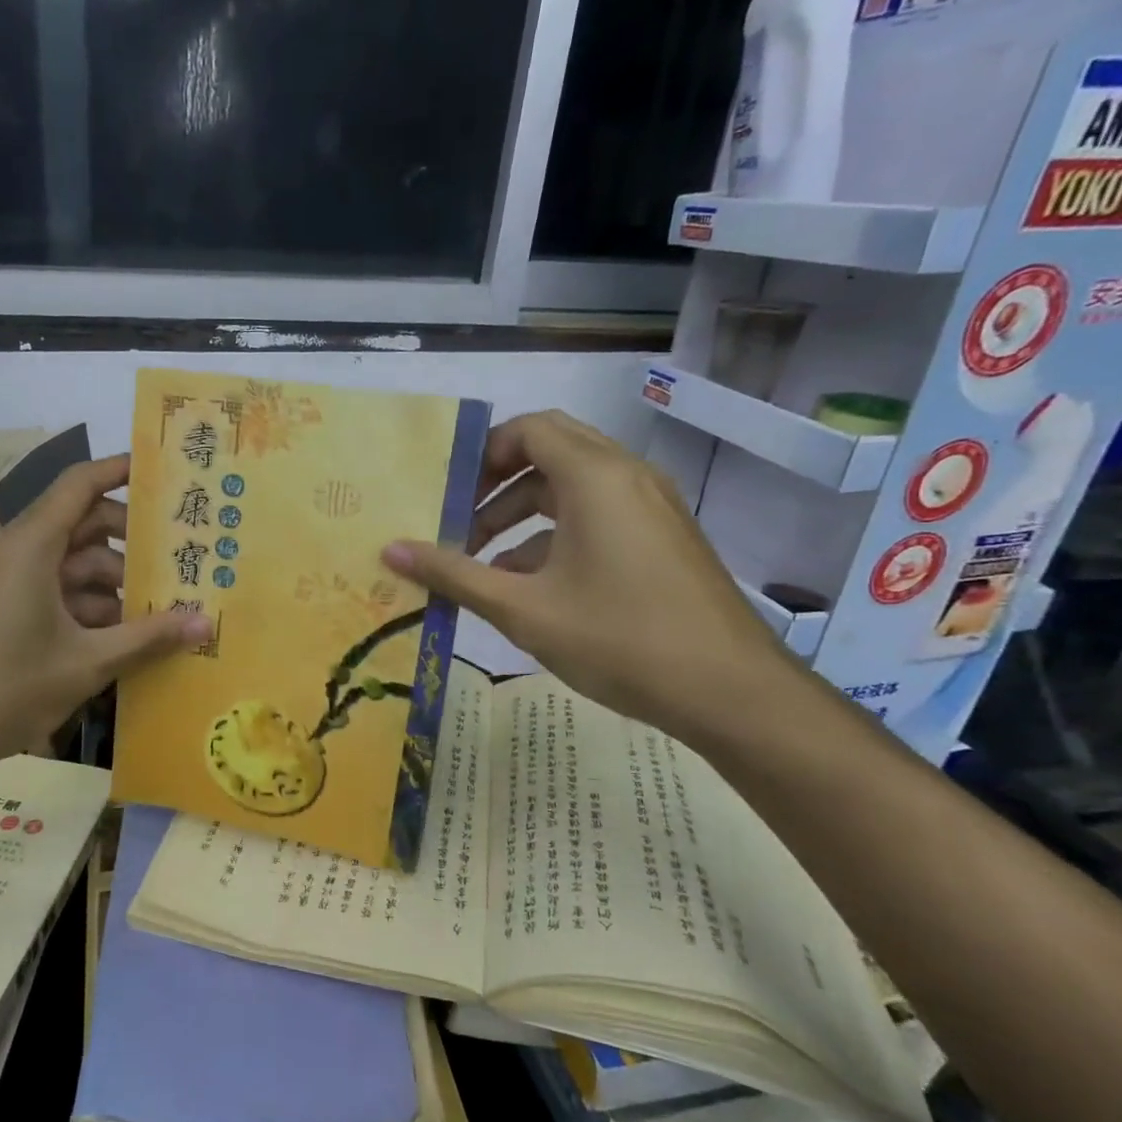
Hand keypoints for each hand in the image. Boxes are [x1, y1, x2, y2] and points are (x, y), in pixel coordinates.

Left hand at [0, 456, 211, 778]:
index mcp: (30, 545)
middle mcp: (15, 552)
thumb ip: (148, 638)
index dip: (121, 471)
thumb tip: (207, 623)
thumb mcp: (86, 663)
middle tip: (182, 558)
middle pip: (82, 526)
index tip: (165, 474)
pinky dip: (86, 606)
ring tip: (162, 609)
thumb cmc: (4, 689)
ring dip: (113, 584)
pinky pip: (52, 591)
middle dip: (131, 543)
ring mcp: (4, 582)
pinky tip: (122, 637)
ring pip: (70, 565)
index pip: (80, 484)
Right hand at [382, 410, 795, 743]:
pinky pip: (597, 512)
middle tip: (459, 515)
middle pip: (551, 448)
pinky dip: (555, 531)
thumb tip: (390, 550)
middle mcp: (627, 476)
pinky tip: (527, 582)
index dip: (482, 453)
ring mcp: (651, 506)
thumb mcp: (522, 609)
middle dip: (498, 479)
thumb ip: (453, 574)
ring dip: (522, 510)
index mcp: (595, 478)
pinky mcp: (662, 536)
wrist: (731, 692)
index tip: (448, 493)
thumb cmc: (619, 639)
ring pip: (573, 484)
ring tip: (481, 557)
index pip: (529, 429)